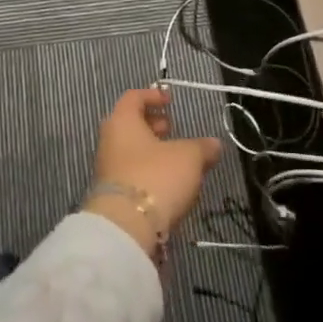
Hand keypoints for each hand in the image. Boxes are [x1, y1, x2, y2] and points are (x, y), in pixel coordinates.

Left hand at [86, 87, 221, 258]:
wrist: (126, 226)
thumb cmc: (156, 176)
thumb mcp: (189, 157)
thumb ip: (202, 147)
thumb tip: (214, 145)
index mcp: (122, 121)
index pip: (133, 97)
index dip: (153, 95)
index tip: (170, 101)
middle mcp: (110, 141)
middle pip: (130, 124)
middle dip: (152, 125)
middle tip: (173, 129)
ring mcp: (108, 168)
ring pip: (132, 150)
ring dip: (153, 151)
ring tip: (179, 160)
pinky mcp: (113, 194)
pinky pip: (133, 173)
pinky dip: (149, 171)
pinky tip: (170, 184)